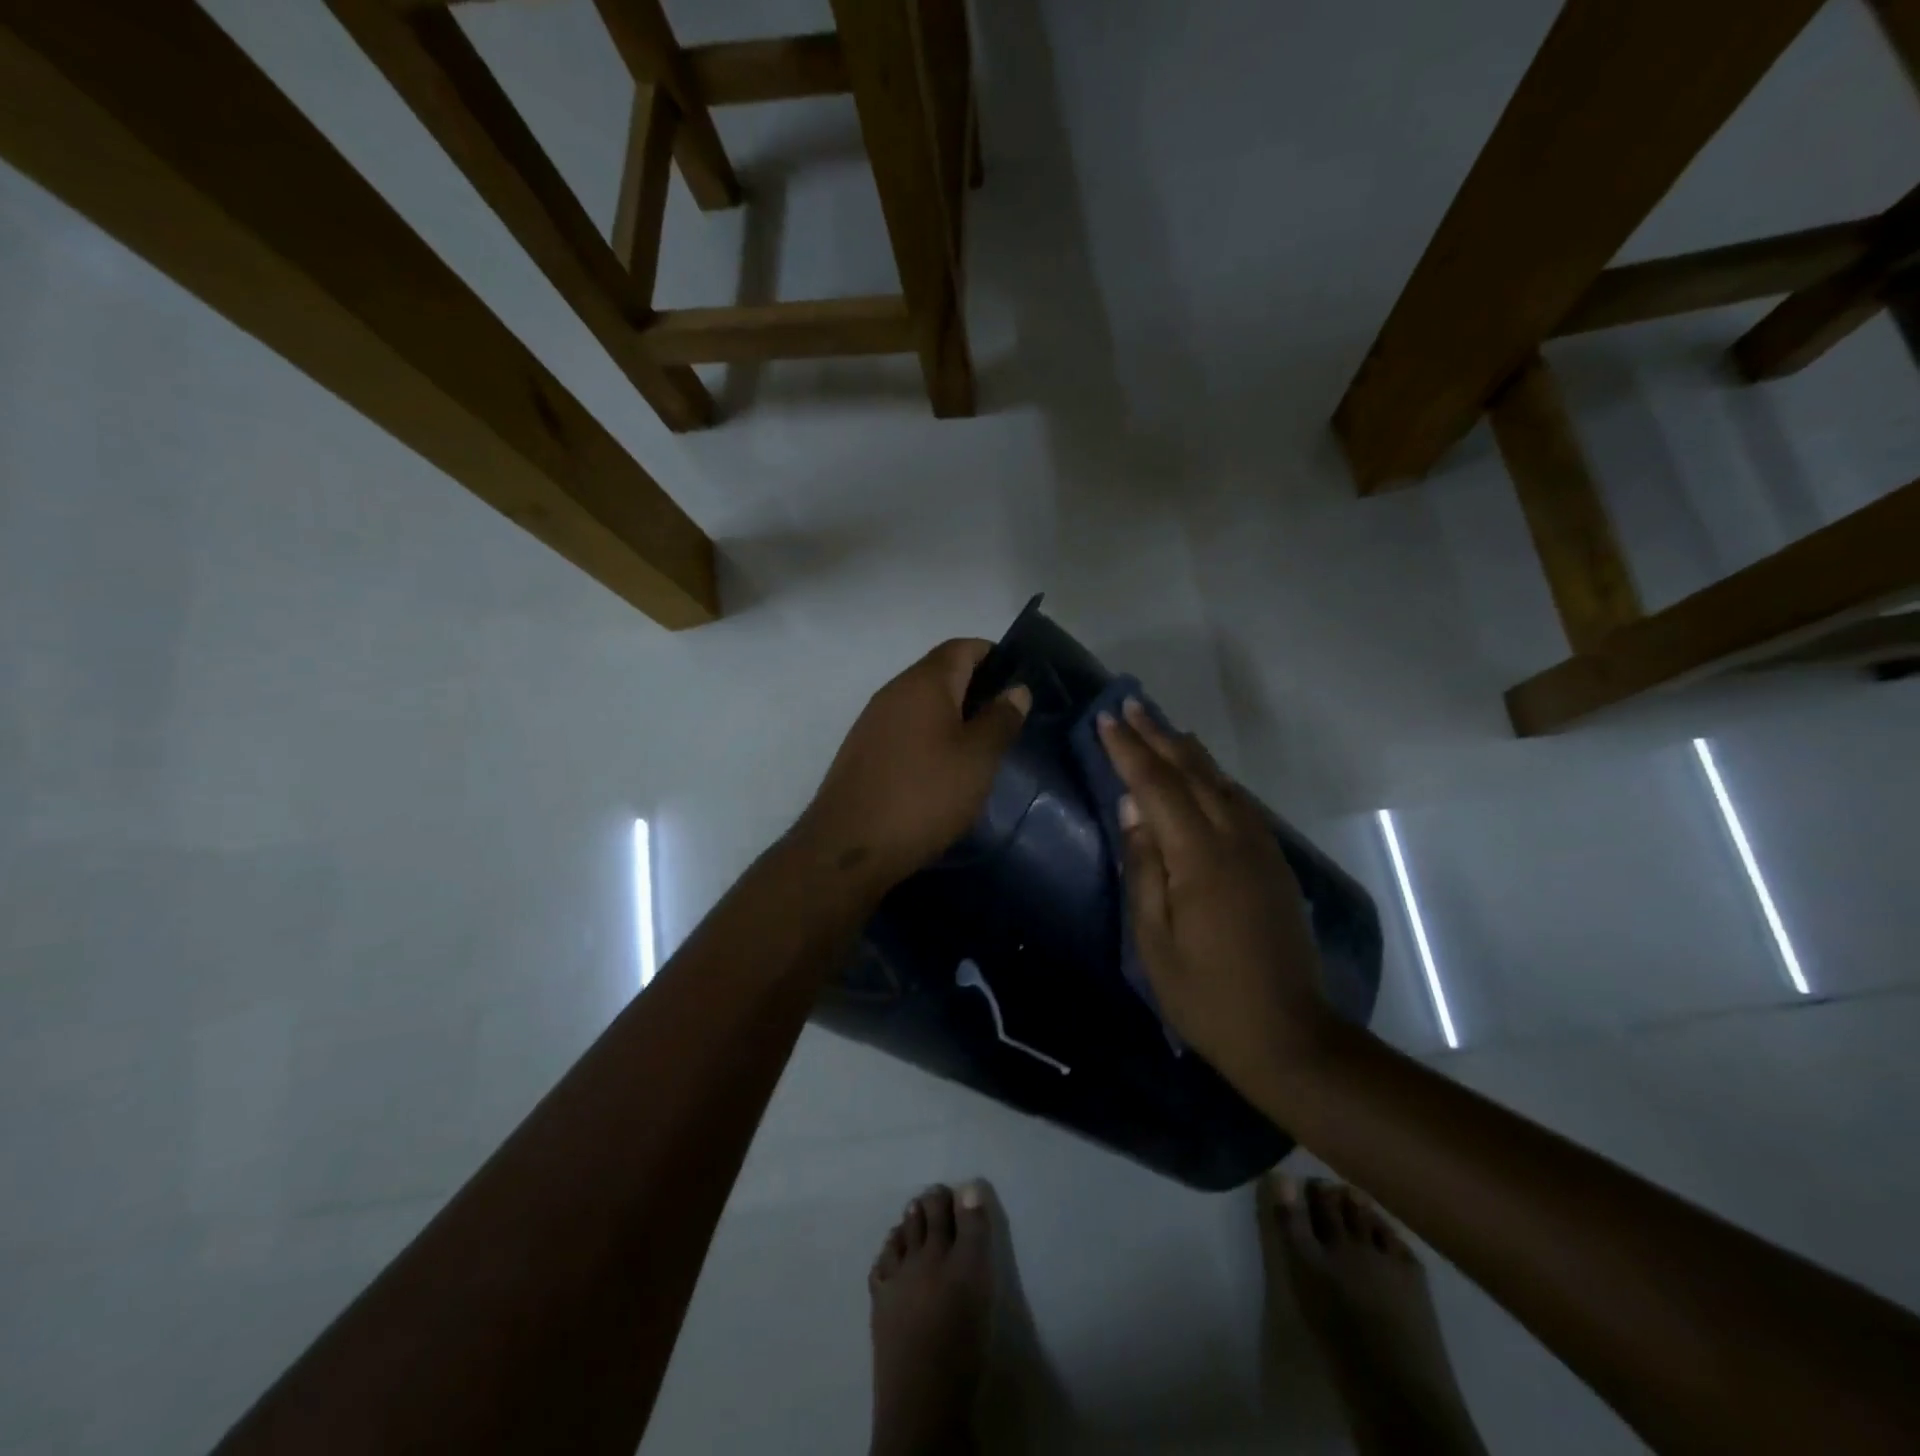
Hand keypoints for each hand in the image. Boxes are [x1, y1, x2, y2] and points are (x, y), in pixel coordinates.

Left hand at [796, 639, 1031, 901]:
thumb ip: (1000, 719)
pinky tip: (943, 767)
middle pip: (941, 672)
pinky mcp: (863, 750)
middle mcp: (894, 691)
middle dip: (976, 687)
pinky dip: (929, 735)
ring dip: (952, 714)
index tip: (1020, 681)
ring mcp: (873, 721)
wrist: (849, 847)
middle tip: (1007, 719)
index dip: (994, 655)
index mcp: (924, 682)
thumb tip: (1016, 689)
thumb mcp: (977, 759)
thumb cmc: (924, 796)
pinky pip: (905, 728)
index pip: (962, 647)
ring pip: (922, 703)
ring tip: (980, 745)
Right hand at [1097, 699, 1332, 1094]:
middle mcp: (1235, 840)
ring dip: (1187, 751)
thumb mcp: (1153, 940)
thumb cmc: (1206, 996)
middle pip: (1193, 773)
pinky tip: (1202, 777)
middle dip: (1158, 736)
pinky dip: (1214, 778)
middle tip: (1130, 704)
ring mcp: (1261, 849)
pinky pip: (1239, 804)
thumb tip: (1132, 807)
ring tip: (1160, 728)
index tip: (1106, 719)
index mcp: (1200, 858)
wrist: (1289, 1036)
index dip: (1129, 750)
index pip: (1157, 787)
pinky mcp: (1274, 863)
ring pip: (1221, 783)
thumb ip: (1143, 867)